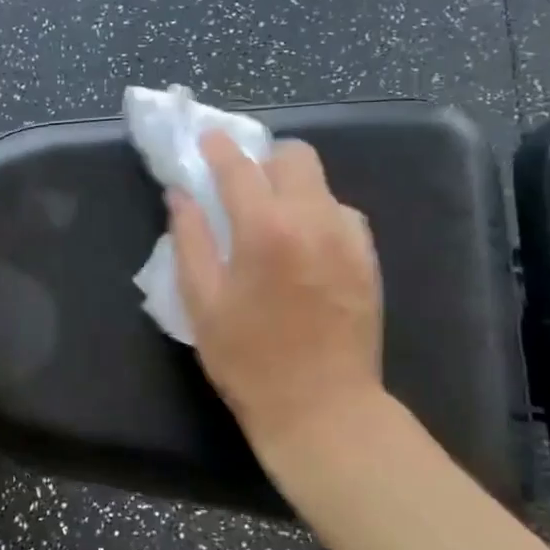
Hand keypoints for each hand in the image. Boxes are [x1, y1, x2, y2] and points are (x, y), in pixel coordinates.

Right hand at [169, 133, 389, 471]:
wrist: (323, 410)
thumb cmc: (248, 360)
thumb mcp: (201, 301)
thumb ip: (189, 239)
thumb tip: (181, 195)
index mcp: (265, 229)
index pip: (239, 167)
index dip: (219, 148)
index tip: (207, 139)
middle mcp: (314, 220)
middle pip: (294, 156)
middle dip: (264, 160)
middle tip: (242, 188)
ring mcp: (349, 237)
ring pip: (321, 183)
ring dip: (292, 188)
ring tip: (273, 223)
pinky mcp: (368, 258)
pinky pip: (342, 214)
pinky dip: (318, 215)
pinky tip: (304, 249)